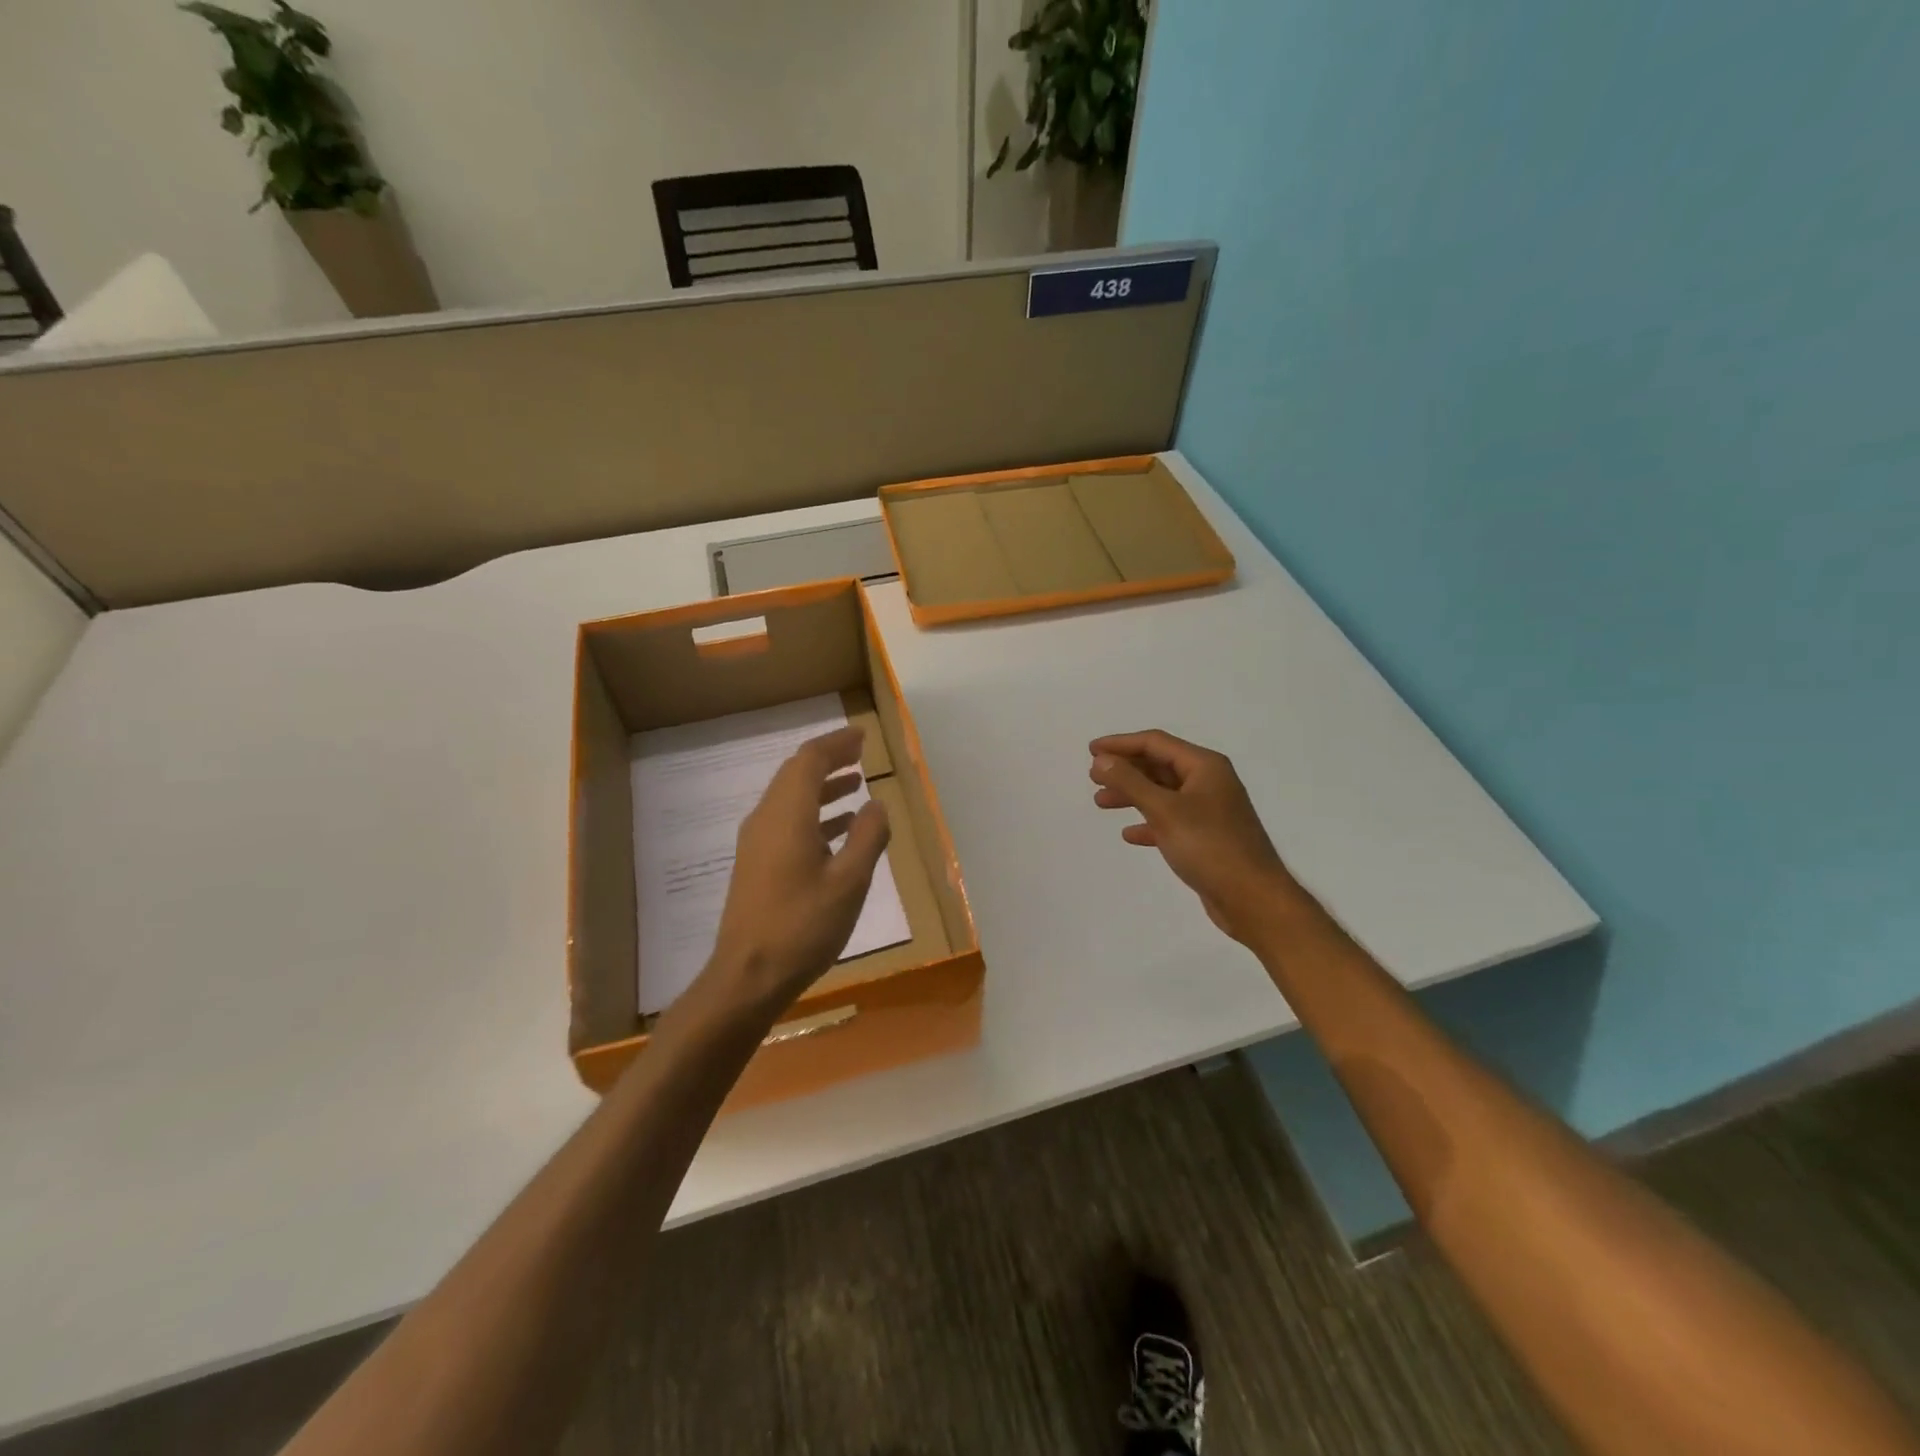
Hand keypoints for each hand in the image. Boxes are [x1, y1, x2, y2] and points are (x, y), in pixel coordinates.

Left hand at [704, 726, 891, 1018]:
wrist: (747, 977)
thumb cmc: (803, 927)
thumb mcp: (849, 882)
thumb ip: (868, 837)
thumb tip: (877, 805)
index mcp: (788, 815)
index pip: (810, 760)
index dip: (837, 744)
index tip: (862, 737)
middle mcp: (766, 819)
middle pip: (795, 774)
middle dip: (829, 760)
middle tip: (860, 754)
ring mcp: (756, 843)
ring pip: (790, 798)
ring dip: (822, 787)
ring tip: (856, 785)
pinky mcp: (756, 865)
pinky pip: (786, 822)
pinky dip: (814, 814)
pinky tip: (838, 830)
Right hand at [1089, 729, 1298, 944]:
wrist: (1253, 899)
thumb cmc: (1210, 847)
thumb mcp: (1164, 810)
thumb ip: (1130, 782)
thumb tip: (1101, 760)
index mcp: (1205, 767)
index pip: (1156, 743)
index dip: (1121, 744)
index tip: (1091, 751)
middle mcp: (1209, 782)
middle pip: (1159, 766)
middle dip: (1125, 769)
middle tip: (1093, 777)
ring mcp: (1210, 811)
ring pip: (1163, 794)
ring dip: (1132, 795)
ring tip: (1101, 802)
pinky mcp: (1208, 837)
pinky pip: (1171, 820)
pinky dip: (1149, 822)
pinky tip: (1130, 834)